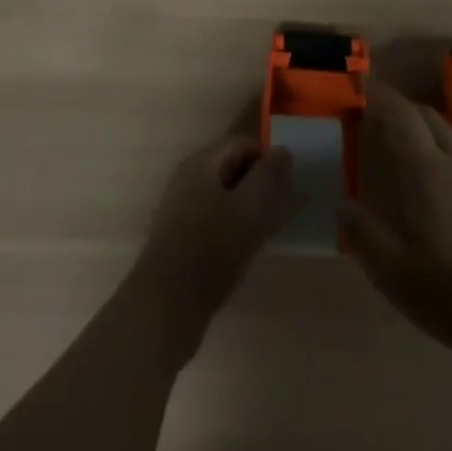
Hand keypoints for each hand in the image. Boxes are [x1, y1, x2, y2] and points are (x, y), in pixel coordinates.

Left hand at [130, 134, 292, 360]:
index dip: (268, 160)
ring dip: (249, 207)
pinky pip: (215, 217)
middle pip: (233, 167)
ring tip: (267, 231)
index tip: (287, 187)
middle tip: (281, 210)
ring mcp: (181, 208)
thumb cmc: (211, 249)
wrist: (165, 307)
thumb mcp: (249, 209)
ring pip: (226, 195)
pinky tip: (245, 249)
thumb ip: (269, 176)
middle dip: (260, 184)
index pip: (243, 143)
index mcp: (201, 163)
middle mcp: (187, 178)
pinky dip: (234, 225)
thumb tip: (284, 151)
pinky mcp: (181, 236)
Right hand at [343, 82, 451, 370]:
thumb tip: (343, 203)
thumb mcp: (396, 273)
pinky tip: (432, 177)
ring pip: (446, 132)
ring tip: (399, 144)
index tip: (357, 86)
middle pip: (425, 115)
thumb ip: (365, 234)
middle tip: (372, 118)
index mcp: (427, 170)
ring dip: (420, 126)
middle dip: (398, 107)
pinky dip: (438, 146)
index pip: (399, 114)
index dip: (377, 95)